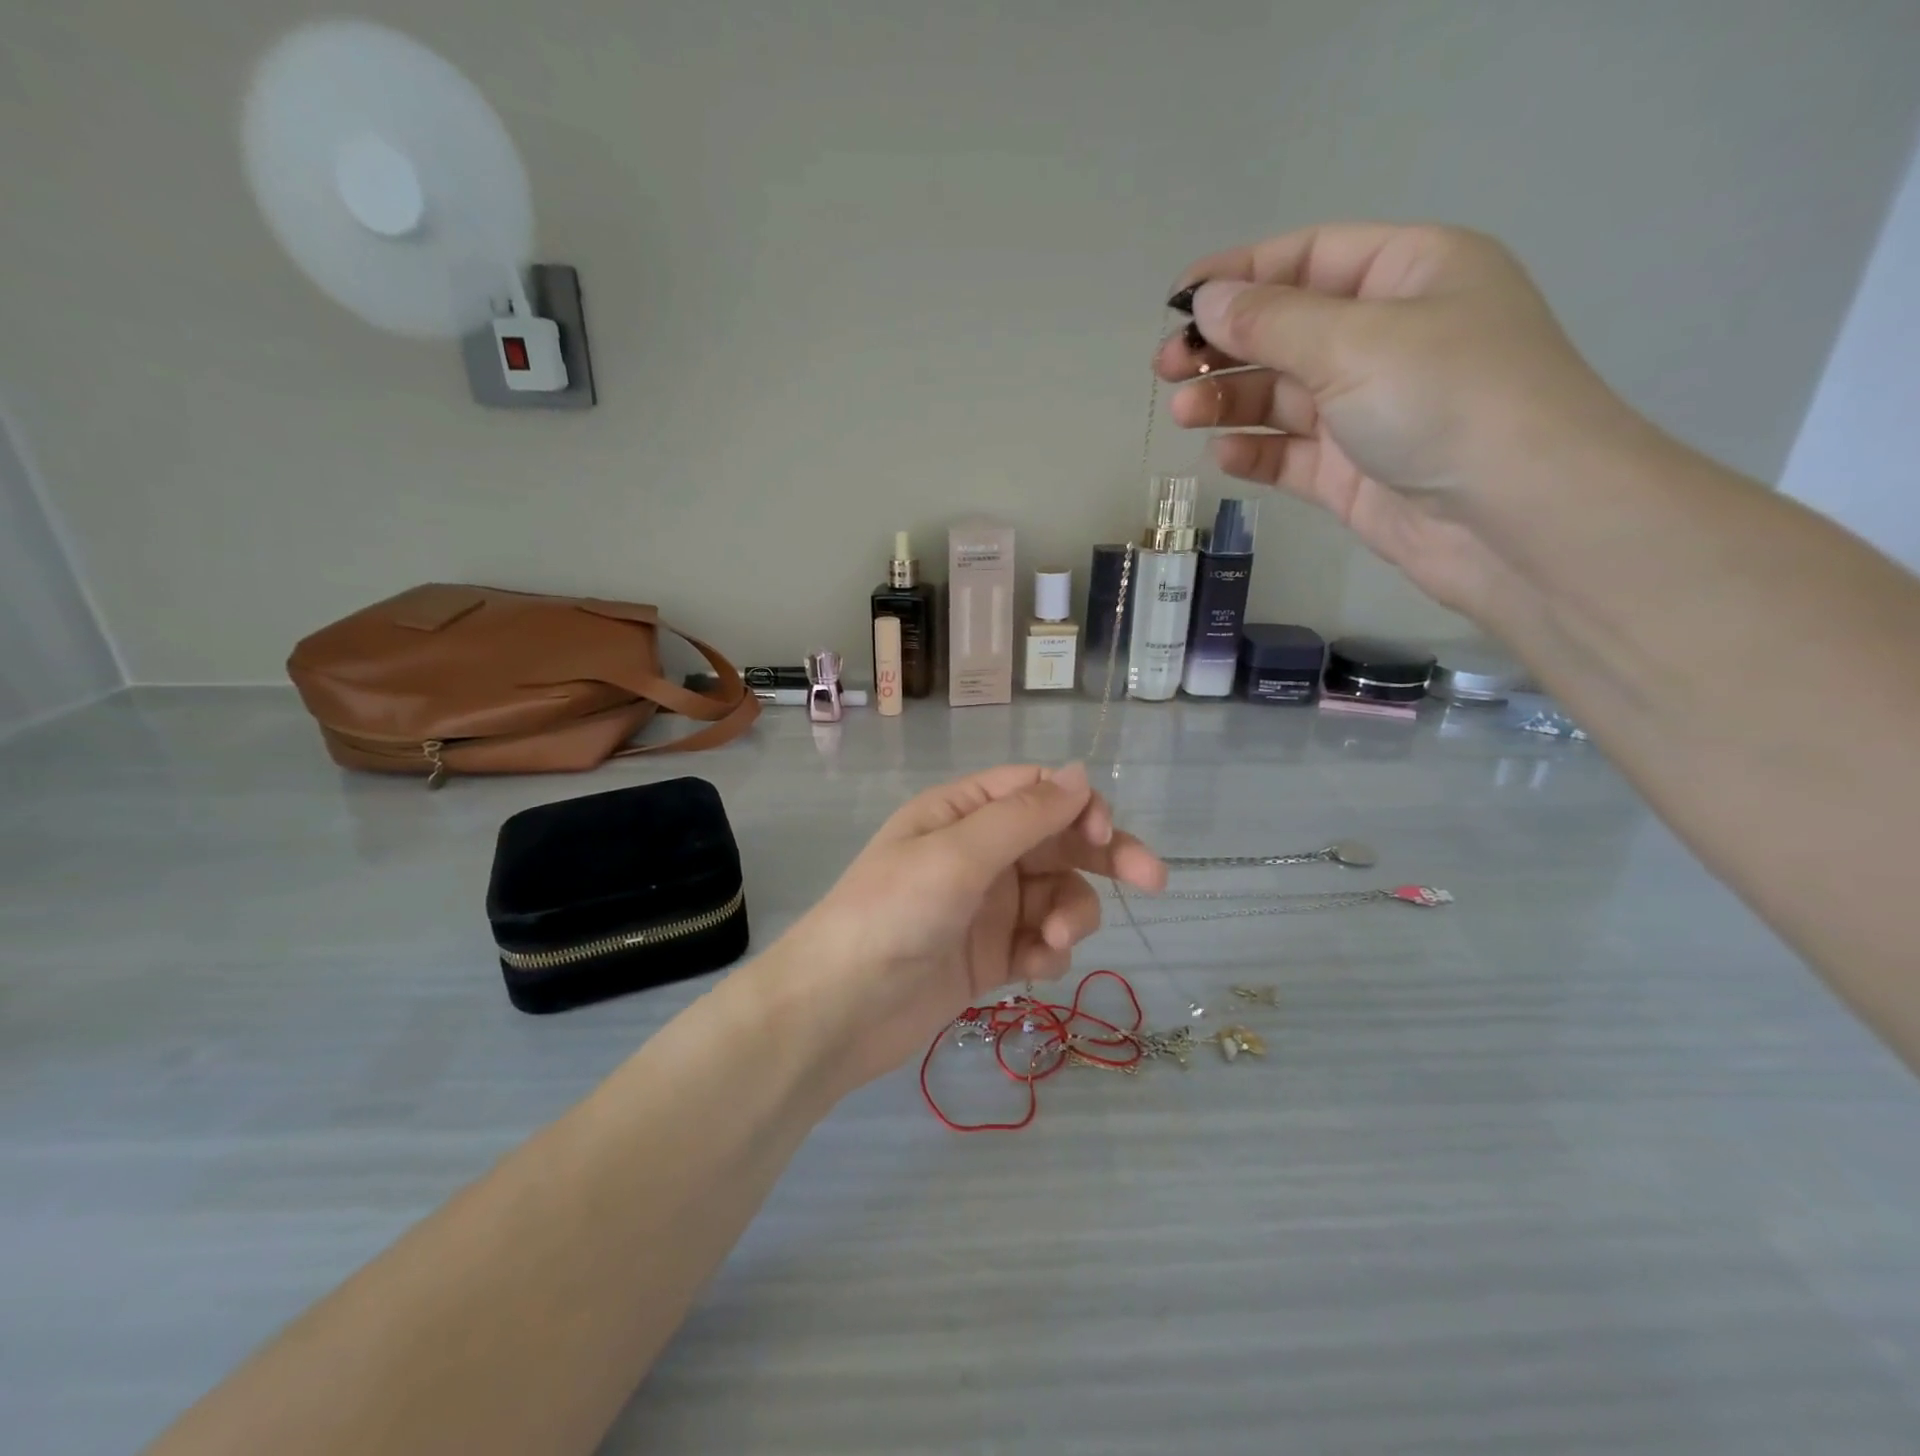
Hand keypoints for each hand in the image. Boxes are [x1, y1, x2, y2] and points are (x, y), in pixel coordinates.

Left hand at [781, 763, 1164, 1089]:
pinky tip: (1035, 969)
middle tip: (1152, 880)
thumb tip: (1082, 774)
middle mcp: (978, 852)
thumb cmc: (893, 913)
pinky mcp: (990, 955)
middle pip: (1057, 842)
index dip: (1078, 805)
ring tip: (1053, 944)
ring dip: (1069, 915)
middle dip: (1101, 858)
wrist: (838, 1010)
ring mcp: (985, 905)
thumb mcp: (959, 855)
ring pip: (1055, 894)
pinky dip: (1048, 951)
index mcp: (962, 812)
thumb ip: (1024, 816)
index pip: (1036, 790)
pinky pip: (1039, 941)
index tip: (1105, 834)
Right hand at [1158, 223, 1633, 611]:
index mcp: (1409, 275)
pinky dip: (1256, 452)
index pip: (1309, 258)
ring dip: (1230, 400)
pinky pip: (1291, 454)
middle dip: (1225, 346)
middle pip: (1288, 330)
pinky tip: (1225, 454)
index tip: (1178, 301)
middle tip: (1166, 369)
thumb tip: (1205, 299)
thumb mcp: (1355, 341)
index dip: (1241, 274)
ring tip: (1183, 414)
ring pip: (1282, 396)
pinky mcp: (1353, 473)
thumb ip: (1271, 321)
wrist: (1514, 520)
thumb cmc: (1446, 400)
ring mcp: (1369, 410)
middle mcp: (1389, 337)